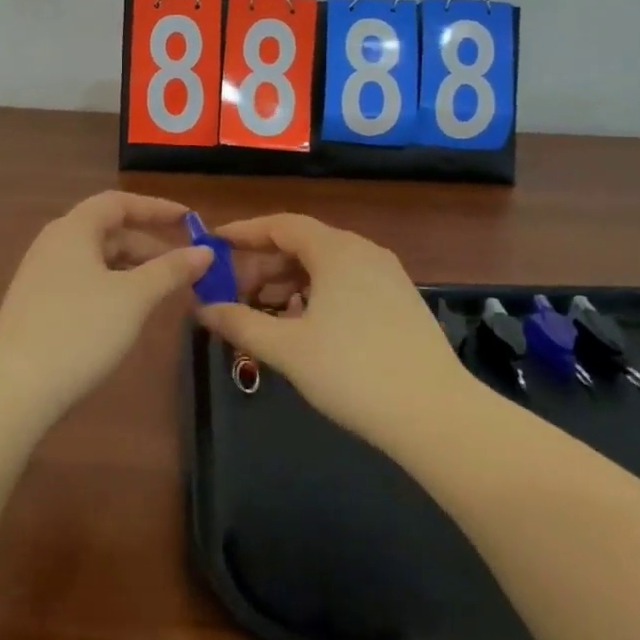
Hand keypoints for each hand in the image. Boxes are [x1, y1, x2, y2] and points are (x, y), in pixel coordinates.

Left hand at [0, 191, 213, 416]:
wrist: (13, 387)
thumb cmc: (79, 329)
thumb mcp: (134, 298)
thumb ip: (170, 270)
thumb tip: (205, 251)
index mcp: (74, 229)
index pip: (119, 202)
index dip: (156, 208)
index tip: (190, 220)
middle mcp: (55, 243)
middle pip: (109, 231)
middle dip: (150, 245)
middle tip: (186, 266)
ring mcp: (42, 275)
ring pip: (97, 260)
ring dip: (133, 269)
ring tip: (164, 291)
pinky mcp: (37, 306)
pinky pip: (84, 282)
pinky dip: (113, 287)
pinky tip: (129, 313)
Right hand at [199, 213, 470, 450]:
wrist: (436, 415)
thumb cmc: (353, 373)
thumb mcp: (287, 349)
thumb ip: (240, 323)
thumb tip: (203, 309)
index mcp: (336, 250)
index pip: (280, 224)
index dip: (244, 232)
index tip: (214, 245)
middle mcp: (363, 251)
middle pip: (302, 244)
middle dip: (263, 265)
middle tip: (233, 292)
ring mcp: (387, 275)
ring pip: (325, 266)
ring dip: (289, 283)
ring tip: (264, 313)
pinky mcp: (401, 301)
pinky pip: (347, 283)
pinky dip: (317, 295)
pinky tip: (304, 327)